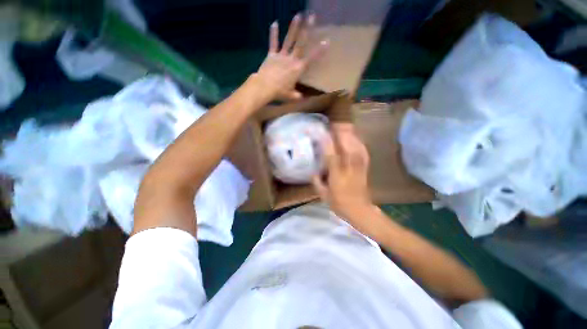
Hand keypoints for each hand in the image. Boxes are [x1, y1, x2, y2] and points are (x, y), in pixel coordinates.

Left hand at [251, 13, 327, 102]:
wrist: (265, 87)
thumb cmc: (280, 92)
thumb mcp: (291, 96)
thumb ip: (297, 96)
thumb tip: (302, 98)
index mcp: (298, 69)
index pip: (311, 58)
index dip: (319, 50)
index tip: (326, 40)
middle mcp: (291, 59)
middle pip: (300, 43)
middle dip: (307, 29)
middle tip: (312, 16)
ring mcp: (281, 56)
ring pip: (288, 40)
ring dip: (293, 27)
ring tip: (298, 15)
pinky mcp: (271, 55)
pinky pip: (273, 43)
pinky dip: (273, 34)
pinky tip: (274, 23)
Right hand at [313, 124, 376, 232]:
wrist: (360, 210)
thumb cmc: (340, 204)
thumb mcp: (323, 195)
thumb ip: (316, 181)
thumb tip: (313, 171)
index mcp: (337, 175)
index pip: (331, 153)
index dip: (325, 140)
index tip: (318, 131)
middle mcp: (350, 167)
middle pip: (347, 143)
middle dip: (339, 131)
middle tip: (330, 125)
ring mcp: (360, 165)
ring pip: (356, 143)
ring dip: (349, 133)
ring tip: (341, 126)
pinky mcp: (365, 165)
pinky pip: (363, 148)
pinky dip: (357, 140)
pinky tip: (353, 136)